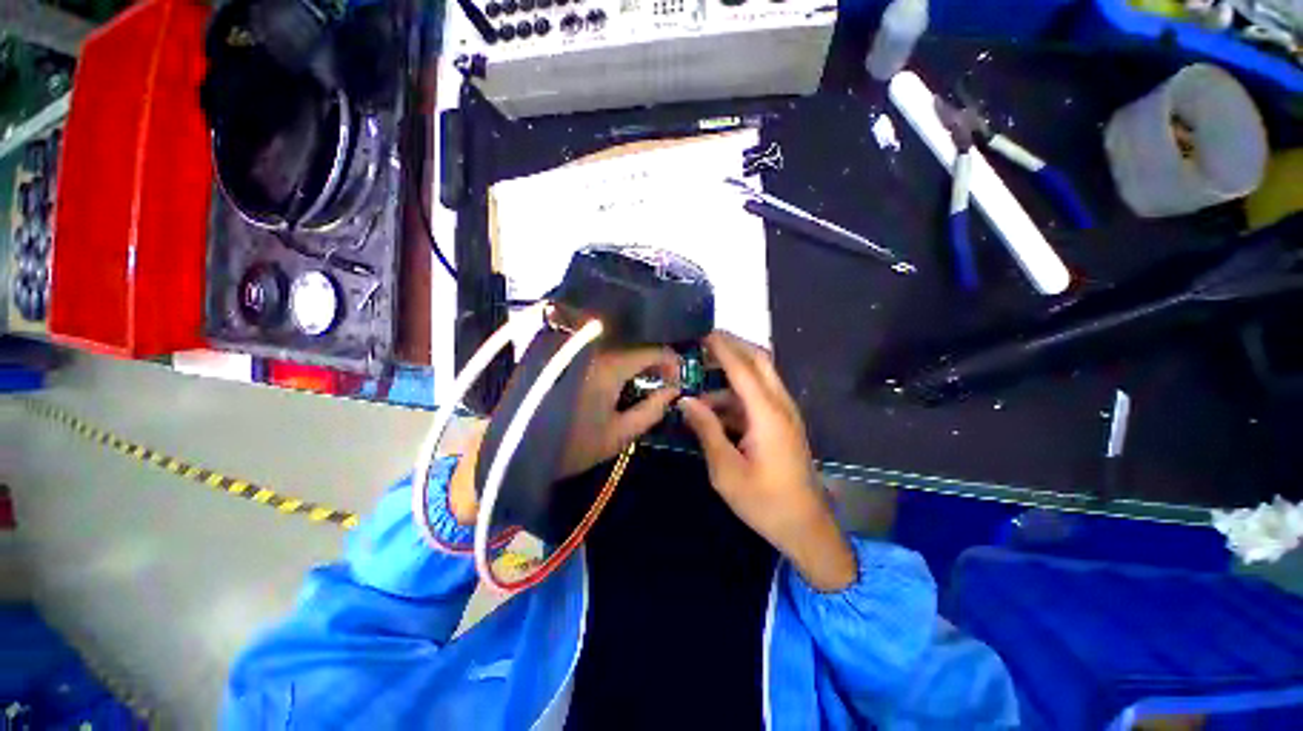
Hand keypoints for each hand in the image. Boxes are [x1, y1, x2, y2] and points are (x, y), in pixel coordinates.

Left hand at [560, 346, 680, 477]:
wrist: (517, 448)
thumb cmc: (571, 446)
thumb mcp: (619, 435)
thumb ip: (651, 410)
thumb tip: (672, 392)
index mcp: (609, 366)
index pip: (652, 349)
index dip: (671, 362)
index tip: (675, 381)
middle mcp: (594, 348)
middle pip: (635, 341)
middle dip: (655, 360)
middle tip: (662, 381)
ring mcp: (578, 348)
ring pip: (618, 343)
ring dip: (636, 358)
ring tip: (645, 380)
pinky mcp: (566, 353)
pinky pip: (600, 347)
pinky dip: (617, 358)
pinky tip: (621, 376)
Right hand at [678, 332, 856, 591]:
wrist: (805, 527)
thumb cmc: (764, 502)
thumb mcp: (726, 470)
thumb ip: (706, 430)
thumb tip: (685, 400)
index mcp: (767, 414)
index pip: (742, 368)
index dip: (722, 347)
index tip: (702, 332)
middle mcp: (780, 405)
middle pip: (759, 361)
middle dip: (733, 345)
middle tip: (704, 342)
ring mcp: (785, 413)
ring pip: (760, 376)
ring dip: (732, 371)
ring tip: (700, 375)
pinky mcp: (783, 423)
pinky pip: (759, 396)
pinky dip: (737, 393)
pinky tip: (714, 404)